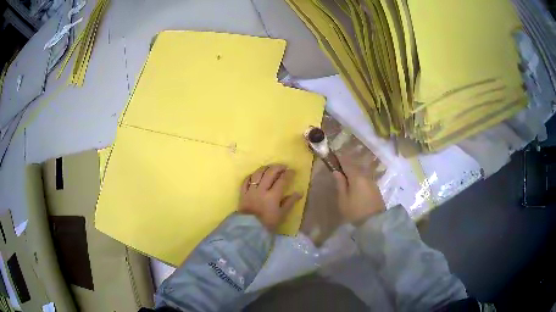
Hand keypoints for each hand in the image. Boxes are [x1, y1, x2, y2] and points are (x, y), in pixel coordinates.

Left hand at [239, 164, 301, 231]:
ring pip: (258, 174)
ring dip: (265, 168)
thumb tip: (299, 192)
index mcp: (273, 195)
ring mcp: (251, 190)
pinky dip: (252, 175)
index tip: (292, 171)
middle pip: (270, 173)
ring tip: (270, 167)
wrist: (249, 229)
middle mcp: (262, 189)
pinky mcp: (243, 193)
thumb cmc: (268, 223)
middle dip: (277, 168)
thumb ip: (290, 202)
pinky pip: (246, 180)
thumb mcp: (282, 214)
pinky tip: (256, 174)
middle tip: (283, 167)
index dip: (288, 174)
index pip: (282, 180)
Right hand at [333, 156, 385, 224]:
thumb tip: (336, 172)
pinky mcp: (376, 189)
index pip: (347, 163)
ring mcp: (372, 182)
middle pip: (355, 168)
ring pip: (361, 174)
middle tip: (339, 172)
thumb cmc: (355, 211)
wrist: (374, 222)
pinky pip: (365, 181)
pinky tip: (356, 188)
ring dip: (354, 175)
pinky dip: (359, 181)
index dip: (340, 159)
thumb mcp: (343, 199)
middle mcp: (366, 176)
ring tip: (347, 181)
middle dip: (347, 168)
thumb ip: (340, 184)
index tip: (333, 158)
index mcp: (356, 177)